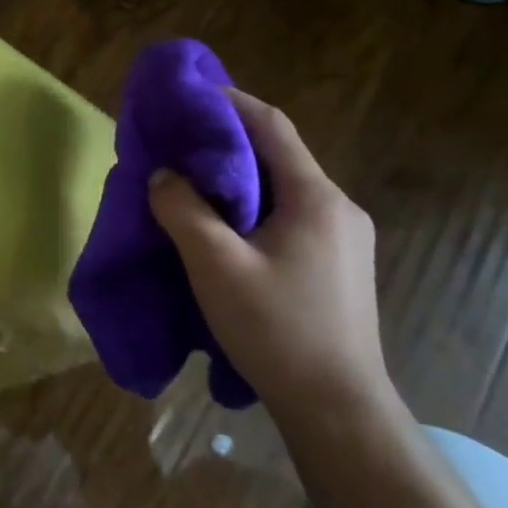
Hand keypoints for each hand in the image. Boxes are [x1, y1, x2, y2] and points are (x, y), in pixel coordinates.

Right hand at [147, 90, 389, 422]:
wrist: (338, 410)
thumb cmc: (277, 330)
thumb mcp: (215, 266)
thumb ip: (183, 210)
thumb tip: (164, 176)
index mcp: (316, 198)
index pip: (271, 126)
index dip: (230, 102)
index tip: (189, 96)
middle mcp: (338, 208)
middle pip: (278, 156)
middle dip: (227, 142)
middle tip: (180, 143)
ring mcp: (344, 239)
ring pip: (283, 189)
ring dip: (238, 179)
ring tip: (193, 184)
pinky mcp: (338, 266)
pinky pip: (289, 217)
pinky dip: (252, 208)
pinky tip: (225, 229)